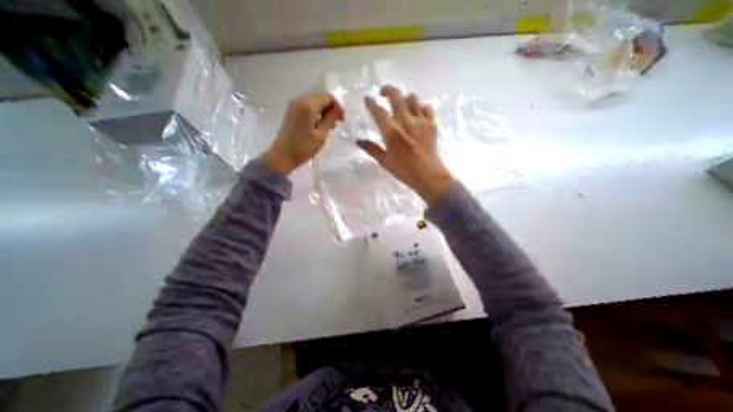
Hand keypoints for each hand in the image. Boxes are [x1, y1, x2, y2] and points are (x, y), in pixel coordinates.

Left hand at [267, 92, 343, 174]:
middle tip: (336, 124)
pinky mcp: (291, 112)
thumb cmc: (304, 147)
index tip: (342, 119)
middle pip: (320, 98)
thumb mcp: (321, 135)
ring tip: (328, 126)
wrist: (283, 156)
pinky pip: (307, 107)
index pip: (327, 97)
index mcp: (307, 105)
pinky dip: (316, 113)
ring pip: (314, 102)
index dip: (337, 106)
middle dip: (330, 108)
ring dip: (323, 111)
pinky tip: (318, 125)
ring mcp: (293, 106)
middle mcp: (299, 101)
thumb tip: (338, 109)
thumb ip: (330, 119)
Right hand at [357, 83, 452, 204]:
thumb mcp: (384, 161)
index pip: (378, 111)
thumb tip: (358, 141)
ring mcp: (420, 120)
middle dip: (387, 90)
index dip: (370, 102)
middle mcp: (405, 121)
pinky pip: (426, 107)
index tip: (367, 98)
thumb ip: (371, 149)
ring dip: (404, 98)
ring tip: (402, 105)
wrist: (428, 175)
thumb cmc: (404, 170)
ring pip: (412, 98)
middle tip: (383, 93)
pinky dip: (421, 107)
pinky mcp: (432, 123)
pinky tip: (417, 113)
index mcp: (391, 131)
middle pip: (396, 95)